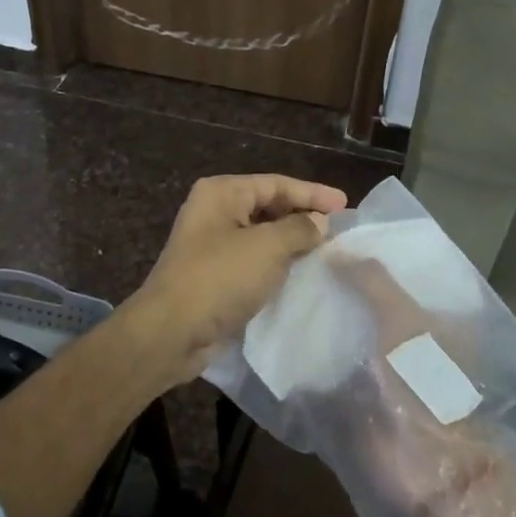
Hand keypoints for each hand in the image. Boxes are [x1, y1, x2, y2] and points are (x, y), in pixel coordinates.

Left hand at [130, 174, 347, 383]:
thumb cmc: (220, 278)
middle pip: (268, 206)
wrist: (171, 332)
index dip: (313, 193)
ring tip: (324, 249)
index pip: (276, 184)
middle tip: (337, 228)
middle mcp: (214, 211)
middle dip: (302, 216)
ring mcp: (211, 244)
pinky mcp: (213, 274)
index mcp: (222, 193)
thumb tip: (320, 223)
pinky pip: (252, 259)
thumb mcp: (268, 247)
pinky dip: (276, 262)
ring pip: (261, 234)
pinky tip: (298, 272)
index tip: (345, 205)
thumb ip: (300, 229)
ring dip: (291, 241)